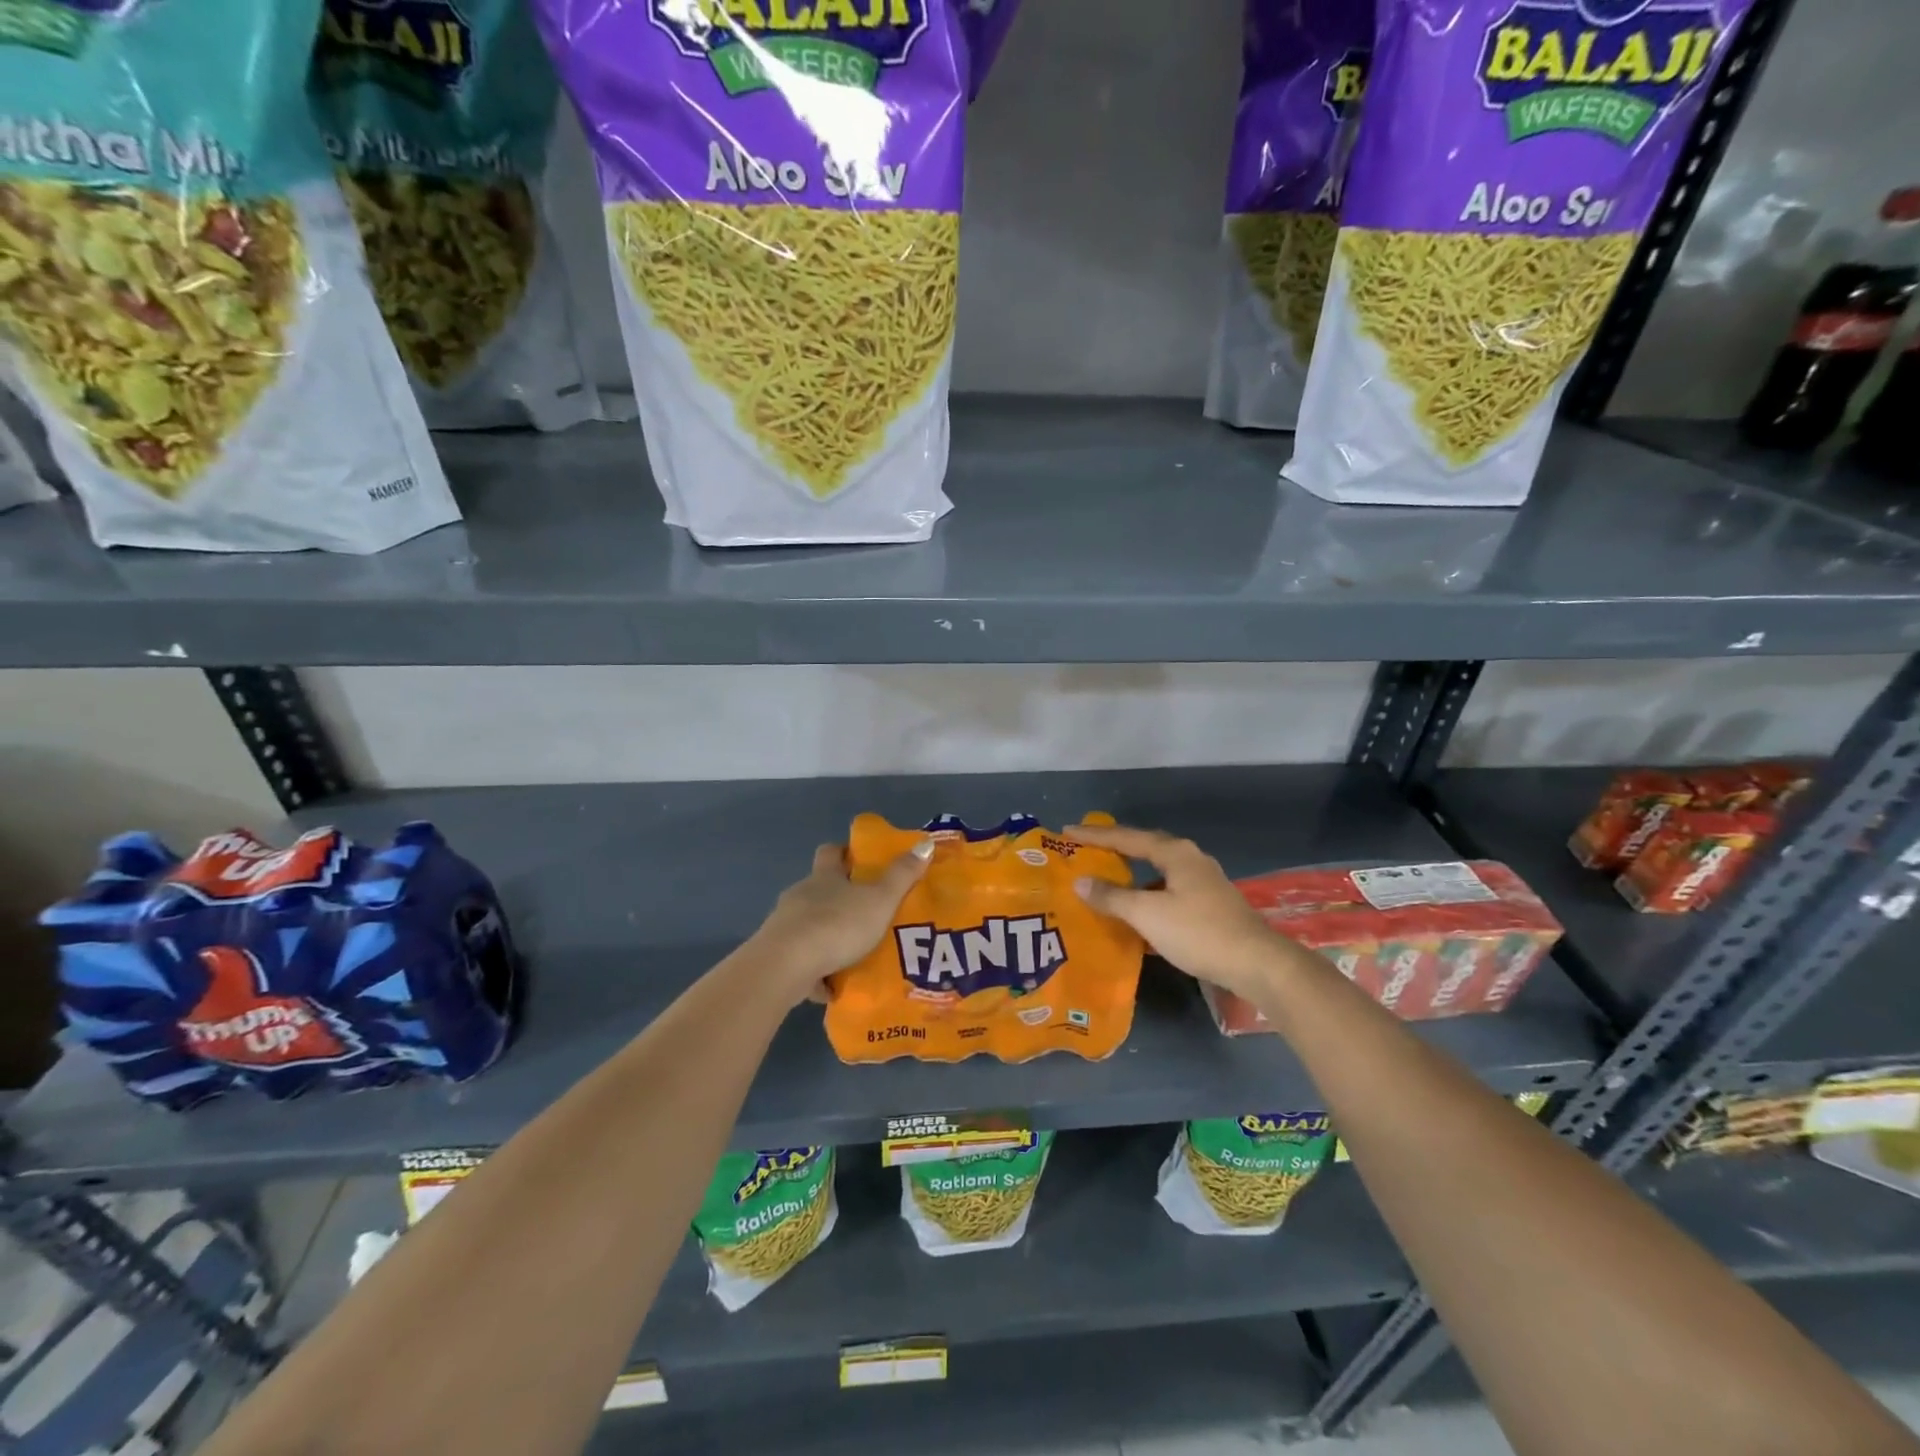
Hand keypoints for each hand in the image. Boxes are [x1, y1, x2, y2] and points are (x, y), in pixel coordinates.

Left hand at [747, 841, 933, 1000]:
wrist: (786, 966)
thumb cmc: (837, 925)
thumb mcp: (880, 899)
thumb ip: (902, 875)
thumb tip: (925, 842)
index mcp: (824, 877)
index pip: (831, 852)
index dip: (845, 852)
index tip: (861, 860)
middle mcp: (801, 895)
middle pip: (819, 889)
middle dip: (839, 897)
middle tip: (867, 910)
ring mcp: (784, 926)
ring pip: (809, 924)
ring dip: (828, 934)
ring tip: (854, 951)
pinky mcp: (776, 957)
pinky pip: (801, 960)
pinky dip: (815, 969)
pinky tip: (833, 985)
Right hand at [1065, 822, 1281, 1000]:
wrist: (1256, 963)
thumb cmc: (1198, 932)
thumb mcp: (1148, 914)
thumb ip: (1112, 897)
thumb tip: (1081, 881)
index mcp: (1174, 853)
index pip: (1126, 837)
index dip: (1095, 836)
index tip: (1067, 832)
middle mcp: (1189, 859)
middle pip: (1144, 848)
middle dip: (1114, 849)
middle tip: (1085, 850)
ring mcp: (1203, 882)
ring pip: (1157, 872)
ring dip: (1131, 875)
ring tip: (1105, 881)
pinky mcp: (1210, 905)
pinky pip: (1168, 891)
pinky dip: (1147, 896)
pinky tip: (1136, 913)